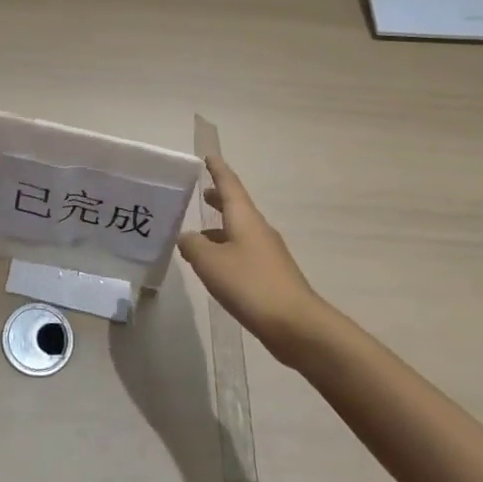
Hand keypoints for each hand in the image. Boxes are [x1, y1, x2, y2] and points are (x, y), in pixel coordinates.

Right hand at [177, 155, 330, 363]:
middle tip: (202, 193)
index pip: (230, 185)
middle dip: (219, 199)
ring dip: (221, 228)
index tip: (208, 157)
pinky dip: (227, 250)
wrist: (296, 324)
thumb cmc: (250, 284)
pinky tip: (215, 266)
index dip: (218, 170)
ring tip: (198, 233)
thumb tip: (187, 237)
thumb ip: (192, 245)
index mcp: (246, 219)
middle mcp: (259, 230)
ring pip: (240, 231)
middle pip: (237, 207)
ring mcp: (268, 254)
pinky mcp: (270, 276)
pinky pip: (244, 252)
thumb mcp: (210, 262)